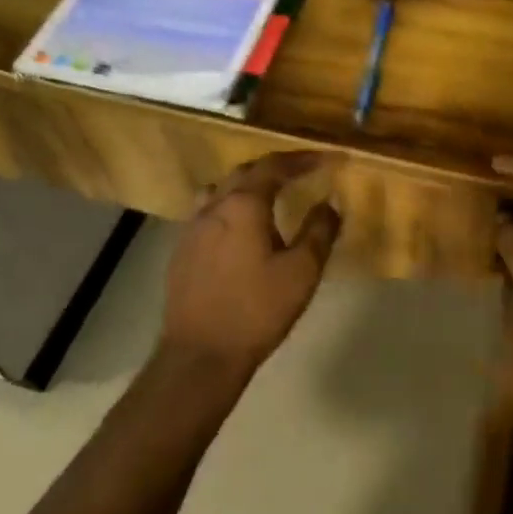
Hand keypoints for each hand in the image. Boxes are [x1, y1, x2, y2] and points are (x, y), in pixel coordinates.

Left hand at [162, 151, 342, 373]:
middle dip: (275, 167)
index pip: (275, 166)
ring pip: (221, 190)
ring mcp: (192, 228)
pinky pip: (208, 213)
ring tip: (269, 195)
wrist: (200, 355)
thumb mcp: (302, 272)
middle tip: (302, 172)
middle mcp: (213, 207)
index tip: (330, 158)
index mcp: (243, 205)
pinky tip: (240, 229)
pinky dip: (229, 207)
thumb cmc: (256, 310)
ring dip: (247, 184)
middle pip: (245, 172)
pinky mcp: (181, 251)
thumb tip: (330, 203)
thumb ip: (319, 231)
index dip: (304, 159)